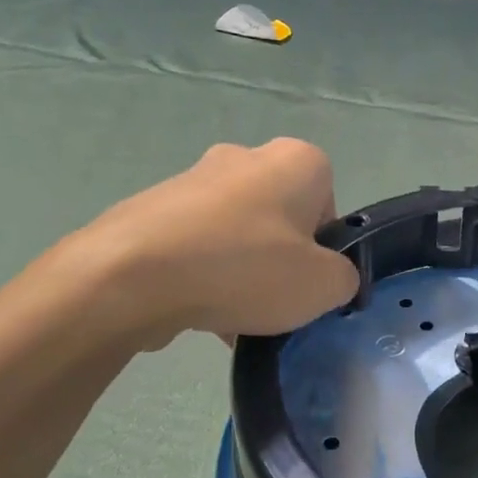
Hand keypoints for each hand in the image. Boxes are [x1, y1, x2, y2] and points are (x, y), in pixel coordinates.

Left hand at [74, 139, 359, 345]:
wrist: (132, 274)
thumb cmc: (245, 268)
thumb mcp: (323, 286)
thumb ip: (344, 278)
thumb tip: (332, 277)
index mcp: (295, 161)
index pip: (328, 202)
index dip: (324, 247)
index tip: (308, 279)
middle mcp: (245, 157)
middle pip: (280, 218)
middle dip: (280, 260)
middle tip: (274, 301)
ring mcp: (193, 179)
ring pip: (236, 235)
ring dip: (241, 273)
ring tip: (232, 320)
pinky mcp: (153, 207)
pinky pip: (195, 246)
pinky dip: (203, 276)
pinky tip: (198, 313)